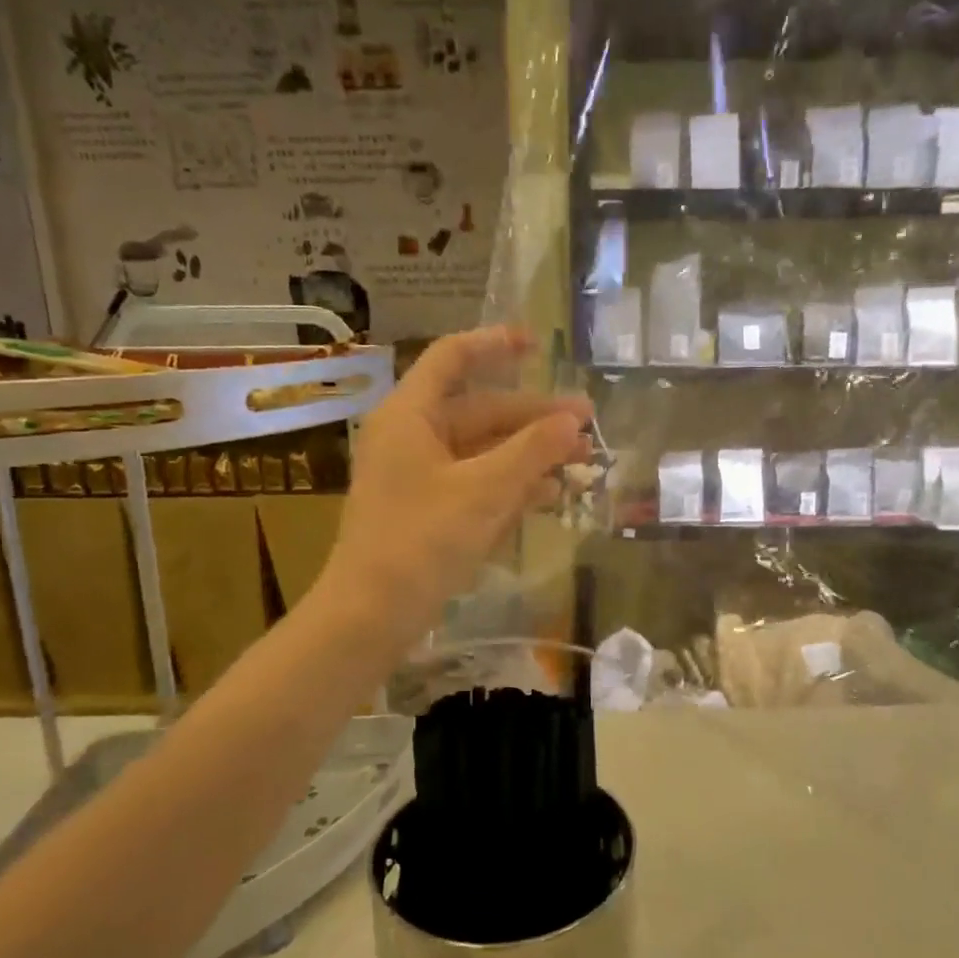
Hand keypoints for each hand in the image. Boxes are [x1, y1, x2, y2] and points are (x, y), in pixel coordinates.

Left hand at [317, 327, 592, 651]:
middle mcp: (411, 437)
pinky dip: (509, 485)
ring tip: (580, 462)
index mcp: (411, 415)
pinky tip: (548, 495)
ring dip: (529, 454)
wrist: (372, 614)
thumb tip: (573, 421)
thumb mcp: (486, 490)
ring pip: (482, 451)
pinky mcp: (427, 512)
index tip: (538, 343)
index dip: (494, 343)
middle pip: (479, 410)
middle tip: (586, 423)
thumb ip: (532, 450)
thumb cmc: (423, 539)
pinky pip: (475, 484)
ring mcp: (418, 477)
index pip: (452, 358)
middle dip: (534, 417)